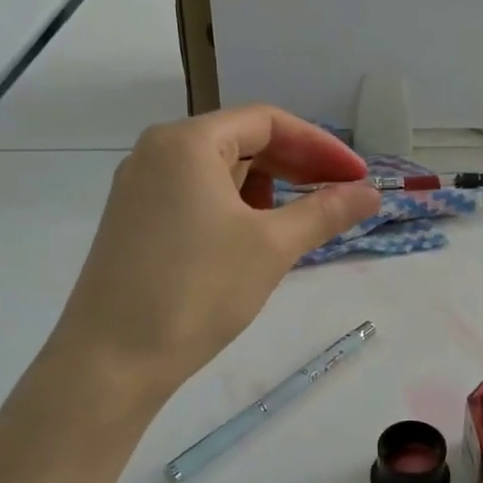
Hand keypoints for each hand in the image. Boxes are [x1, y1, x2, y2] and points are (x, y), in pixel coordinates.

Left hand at [51, 106, 380, 404]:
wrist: (110, 361)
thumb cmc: (196, 291)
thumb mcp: (271, 247)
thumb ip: (325, 212)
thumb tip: (372, 194)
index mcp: (187, 142)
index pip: (267, 122)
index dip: (320, 146)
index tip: (357, 176)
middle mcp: (157, 152)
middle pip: (242, 141)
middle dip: (296, 166)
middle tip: (338, 196)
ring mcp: (140, 188)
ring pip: (219, 172)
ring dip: (267, 189)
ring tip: (298, 222)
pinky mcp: (134, 221)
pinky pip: (197, 196)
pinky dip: (235, 208)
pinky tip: (254, 240)